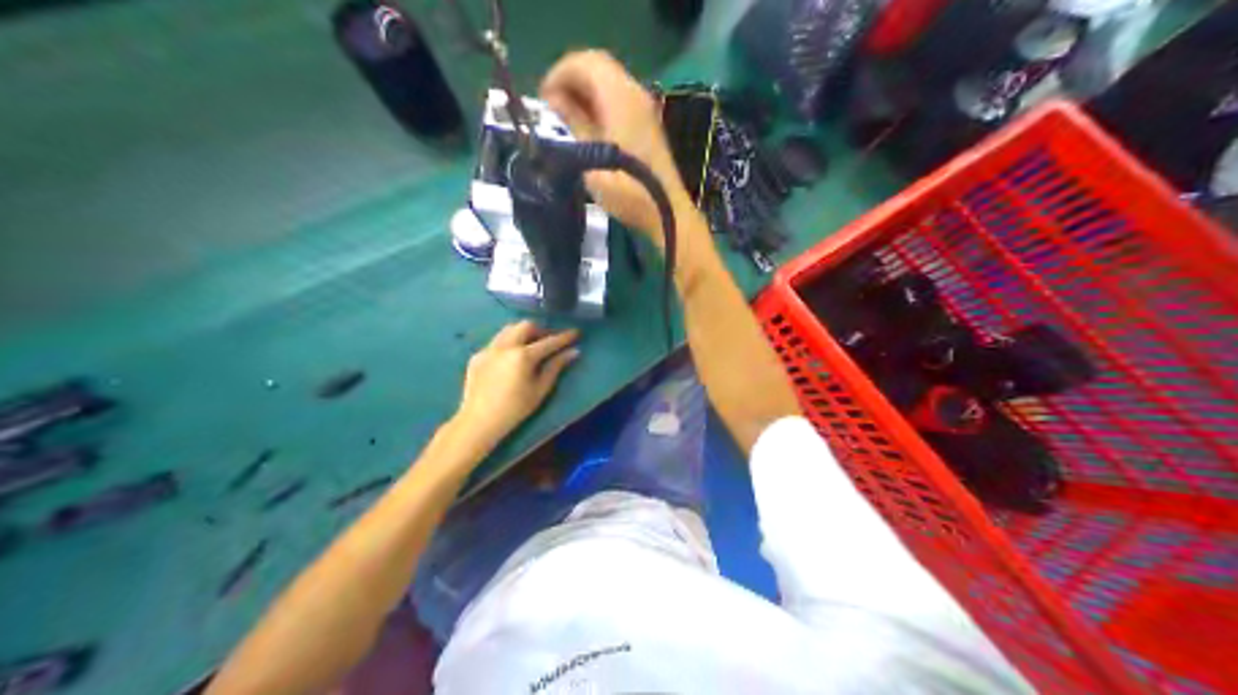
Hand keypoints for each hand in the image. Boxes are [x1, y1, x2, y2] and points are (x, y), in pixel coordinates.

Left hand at [453, 319, 580, 447]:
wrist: (479, 421)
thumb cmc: (515, 409)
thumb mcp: (540, 390)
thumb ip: (556, 367)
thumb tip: (573, 352)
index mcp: (522, 356)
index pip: (548, 341)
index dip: (564, 337)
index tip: (576, 333)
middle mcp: (505, 346)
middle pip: (526, 326)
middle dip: (541, 330)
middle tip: (549, 341)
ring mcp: (489, 349)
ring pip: (508, 329)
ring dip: (522, 333)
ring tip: (530, 345)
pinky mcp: (477, 355)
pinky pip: (496, 341)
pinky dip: (508, 343)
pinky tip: (510, 359)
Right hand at [543, 50, 694, 243]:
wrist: (666, 211)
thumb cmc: (626, 191)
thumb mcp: (590, 160)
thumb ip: (573, 122)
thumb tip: (554, 99)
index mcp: (619, 97)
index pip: (584, 62)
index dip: (558, 74)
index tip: (542, 99)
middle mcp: (634, 92)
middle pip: (597, 65)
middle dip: (569, 78)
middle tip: (551, 105)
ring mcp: (644, 105)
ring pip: (608, 79)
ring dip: (583, 89)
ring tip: (564, 116)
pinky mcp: (647, 120)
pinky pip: (618, 95)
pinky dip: (598, 99)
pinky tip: (586, 123)